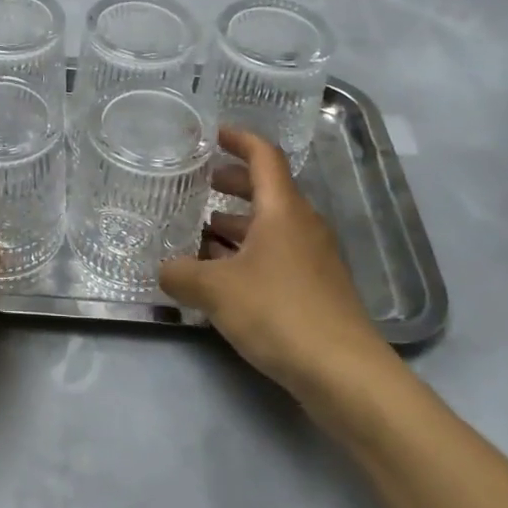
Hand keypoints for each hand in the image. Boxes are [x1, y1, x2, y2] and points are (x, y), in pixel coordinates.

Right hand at [160, 128, 402, 416]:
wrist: (344, 373)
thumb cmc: (279, 313)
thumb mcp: (216, 291)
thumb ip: (182, 274)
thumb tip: (163, 270)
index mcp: (283, 210)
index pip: (264, 157)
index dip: (239, 139)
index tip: (213, 134)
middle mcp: (302, 226)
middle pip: (267, 190)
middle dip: (233, 182)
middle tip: (199, 183)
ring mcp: (313, 259)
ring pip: (271, 226)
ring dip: (237, 223)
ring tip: (200, 231)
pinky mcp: (316, 289)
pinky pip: (277, 255)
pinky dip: (249, 253)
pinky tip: (222, 275)